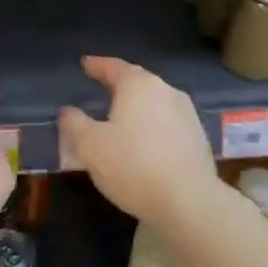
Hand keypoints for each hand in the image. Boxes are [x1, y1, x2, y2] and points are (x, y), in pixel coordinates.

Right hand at [58, 56, 219, 227]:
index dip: (96, 65)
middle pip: (137, 82)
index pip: (113, 67)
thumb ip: (74, 123)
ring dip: (137, 107)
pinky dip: (152, 126)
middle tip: (101, 88)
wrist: (190, 202)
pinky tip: (143, 142)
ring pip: (154, 103)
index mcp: (138, 85)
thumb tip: (68, 111)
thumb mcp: (89, 146)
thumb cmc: (133, 166)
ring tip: (121, 117)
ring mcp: (187, 114)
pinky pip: (167, 123)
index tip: (85, 64)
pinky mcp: (199, 138)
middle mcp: (166, 91)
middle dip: (118, 85)